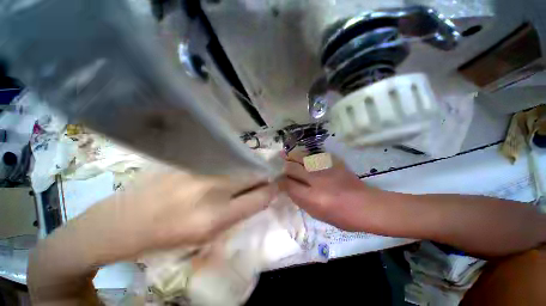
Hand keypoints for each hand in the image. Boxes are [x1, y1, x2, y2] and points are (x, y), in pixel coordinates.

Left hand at [71, 169, 276, 263]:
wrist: (125, 220)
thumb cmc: (170, 234)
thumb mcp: (211, 232)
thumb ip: (242, 210)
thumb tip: (263, 192)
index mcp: (216, 216)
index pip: (261, 196)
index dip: (273, 189)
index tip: (279, 185)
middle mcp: (212, 187)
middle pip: (253, 173)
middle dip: (264, 175)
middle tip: (267, 176)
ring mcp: (201, 169)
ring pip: (241, 164)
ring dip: (249, 169)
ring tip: (247, 174)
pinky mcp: (192, 159)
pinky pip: (225, 159)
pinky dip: (234, 164)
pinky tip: (229, 169)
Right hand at [279, 155, 376, 230]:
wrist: (366, 206)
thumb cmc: (342, 217)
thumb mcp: (317, 214)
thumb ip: (301, 200)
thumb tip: (289, 188)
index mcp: (311, 197)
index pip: (288, 185)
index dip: (280, 181)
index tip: (277, 180)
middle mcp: (316, 180)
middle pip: (292, 168)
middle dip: (284, 167)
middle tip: (280, 165)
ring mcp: (325, 169)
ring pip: (302, 158)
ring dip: (292, 156)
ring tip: (285, 154)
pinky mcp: (334, 163)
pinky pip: (315, 156)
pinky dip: (306, 157)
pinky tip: (303, 157)